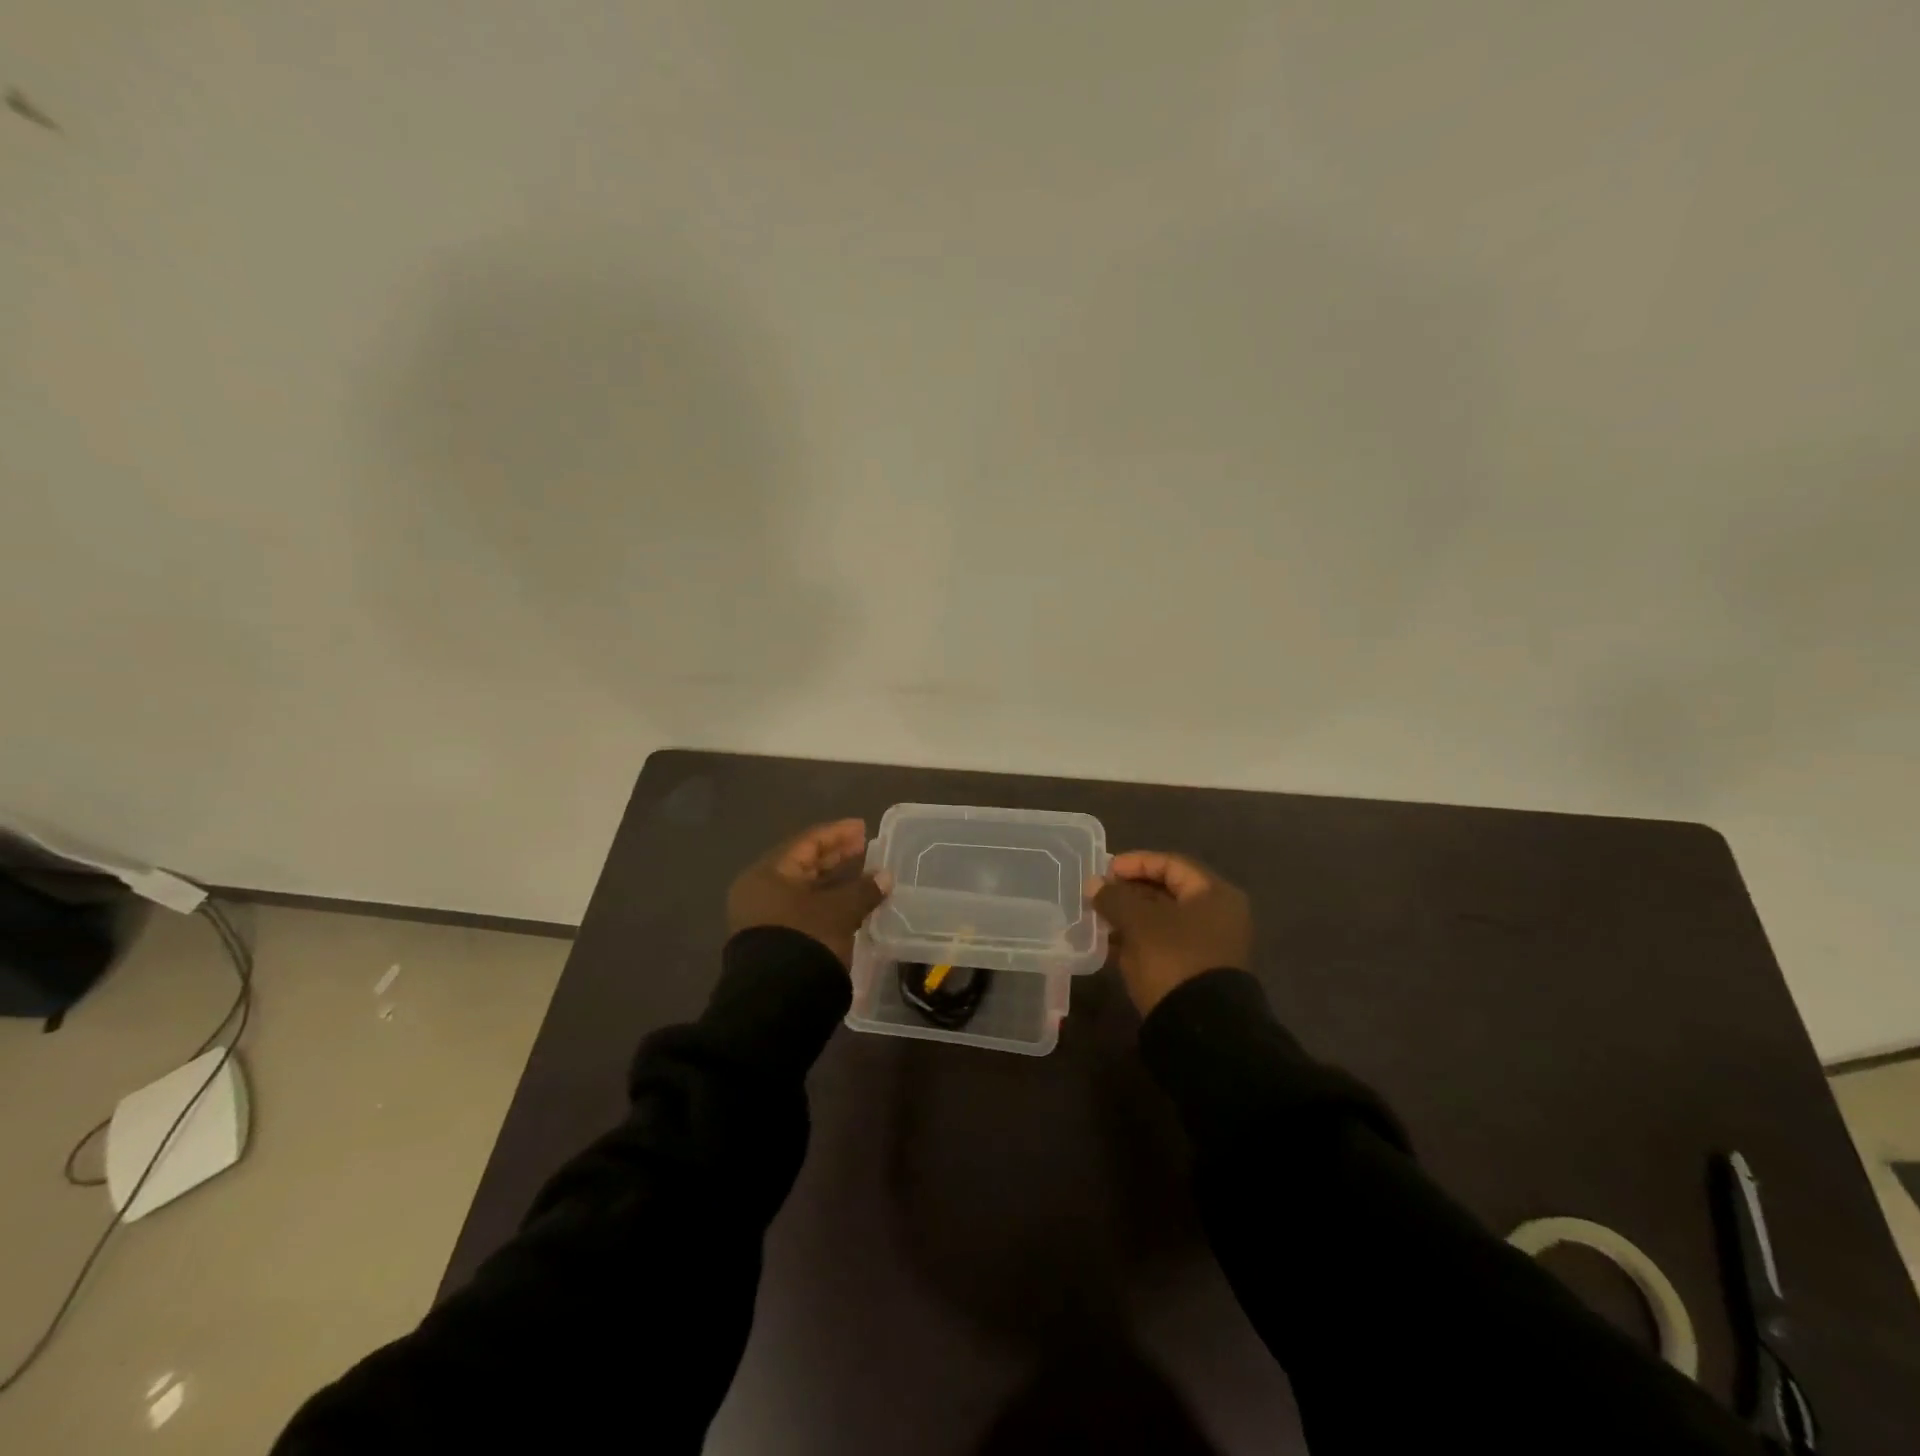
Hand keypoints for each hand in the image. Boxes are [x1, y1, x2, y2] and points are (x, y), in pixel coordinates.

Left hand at [727, 819, 883, 968]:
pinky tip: (850, 903)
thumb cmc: (806, 939)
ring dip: (833, 881)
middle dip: (835, 856)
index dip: (837, 833)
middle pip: (803, 865)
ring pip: (804, 890)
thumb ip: (863, 889)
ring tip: (863, 875)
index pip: (806, 843)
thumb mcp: (839, 911)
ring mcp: (765, 919)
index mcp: (768, 874)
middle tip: (863, 848)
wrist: (778, 1001)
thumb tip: (885, 877)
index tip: (863, 828)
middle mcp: (760, 892)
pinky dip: (827, 902)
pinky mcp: (775, 942)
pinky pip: (804, 910)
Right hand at [1088, 851, 1252, 1015]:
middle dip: (1130, 891)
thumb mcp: (1138, 922)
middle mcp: (1218, 915)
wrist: (1200, 1028)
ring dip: (1131, 917)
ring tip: (1099, 919)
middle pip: (1168, 891)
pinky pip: (1164, 944)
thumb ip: (1114, 897)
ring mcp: (1210, 945)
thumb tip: (1094, 884)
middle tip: (1099, 894)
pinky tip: (1113, 944)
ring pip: (1164, 920)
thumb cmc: (1173, 959)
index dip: (1136, 863)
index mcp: (1214, 894)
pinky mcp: (1197, 971)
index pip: (1171, 864)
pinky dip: (1140, 939)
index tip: (1106, 870)